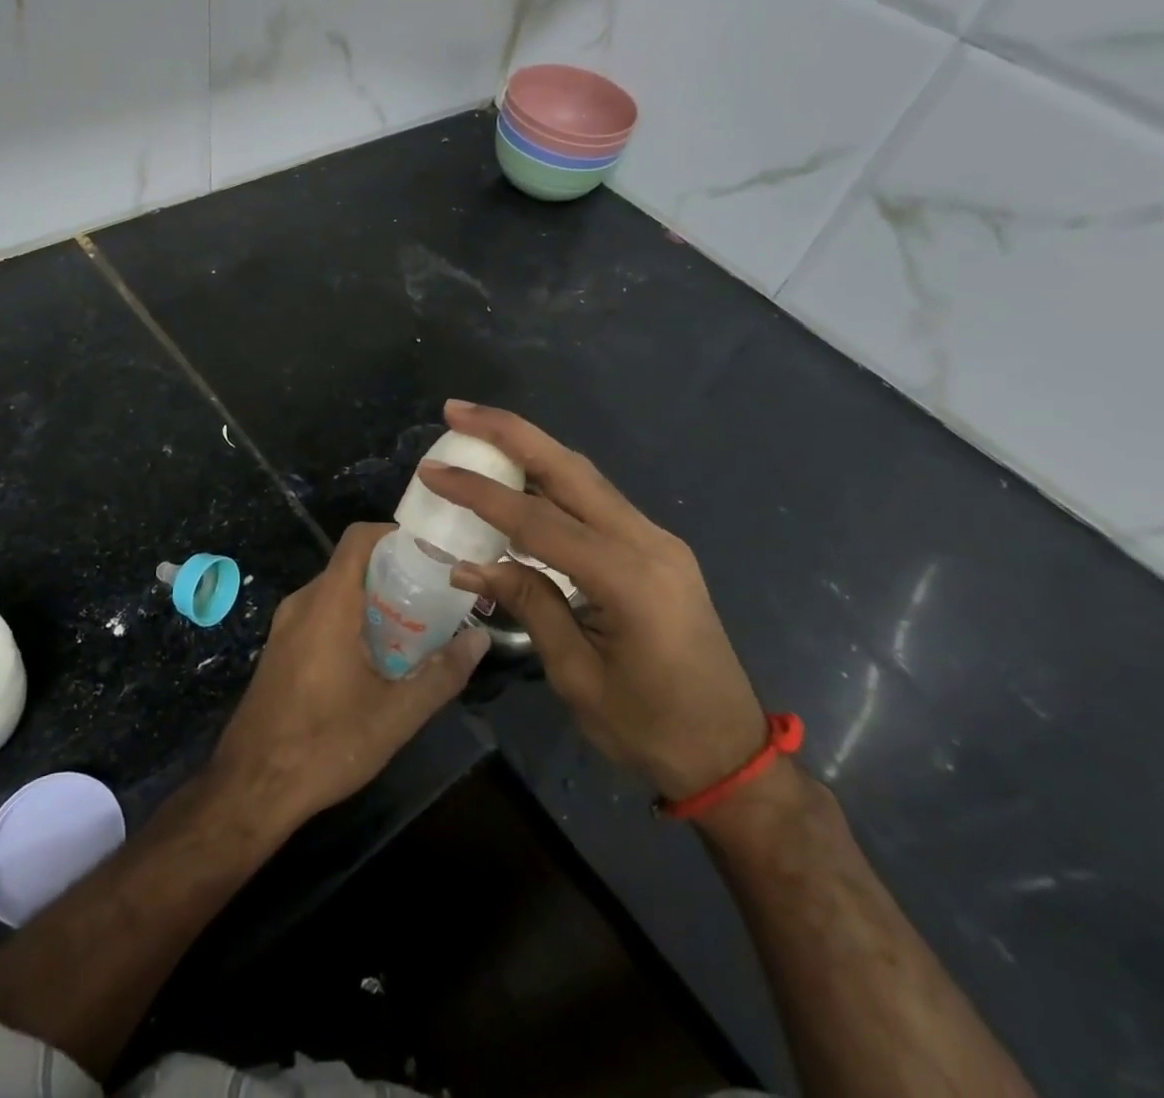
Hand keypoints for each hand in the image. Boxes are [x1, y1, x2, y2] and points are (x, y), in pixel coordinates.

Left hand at [208, 522, 488, 834]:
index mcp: (328, 603)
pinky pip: (321, 613)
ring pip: (337, 591)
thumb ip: (442, 673)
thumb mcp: (396, 714)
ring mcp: (286, 626)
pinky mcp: (281, 648)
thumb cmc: (325, 744)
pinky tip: (378, 655)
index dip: (395, 534)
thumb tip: (480, 640)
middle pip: (352, 564)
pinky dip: (352, 617)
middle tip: (435, 594)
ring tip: (416, 624)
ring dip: (374, 599)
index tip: (432, 552)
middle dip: (395, 572)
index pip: (359, 538)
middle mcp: (303, 602)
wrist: (251, 787)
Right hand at [422, 402, 766, 803]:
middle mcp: (648, 541)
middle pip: (568, 469)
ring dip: (531, 449)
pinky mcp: (657, 548)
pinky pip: (597, 501)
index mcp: (628, 577)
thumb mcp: (577, 675)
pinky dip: (553, 482)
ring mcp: (657, 540)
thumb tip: (471, 562)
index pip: (537, 519)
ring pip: (585, 477)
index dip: (479, 493)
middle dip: (510, 432)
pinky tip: (521, 480)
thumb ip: (530, 604)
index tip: (432, 471)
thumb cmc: (649, 729)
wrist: (731, 753)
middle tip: (457, 410)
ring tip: (479, 431)